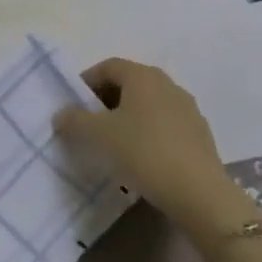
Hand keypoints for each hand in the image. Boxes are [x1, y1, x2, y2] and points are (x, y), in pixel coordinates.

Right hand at [53, 58, 258, 248]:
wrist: (199, 194)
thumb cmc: (143, 152)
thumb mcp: (97, 135)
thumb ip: (74, 120)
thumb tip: (62, 114)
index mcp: (143, 76)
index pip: (108, 66)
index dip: (86, 82)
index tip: (73, 105)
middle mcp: (168, 85)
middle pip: (129, 84)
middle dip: (106, 100)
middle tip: (89, 124)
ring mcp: (188, 110)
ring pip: (148, 106)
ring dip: (127, 118)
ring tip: (113, 144)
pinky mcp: (200, 136)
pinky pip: (165, 126)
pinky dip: (147, 134)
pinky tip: (140, 159)